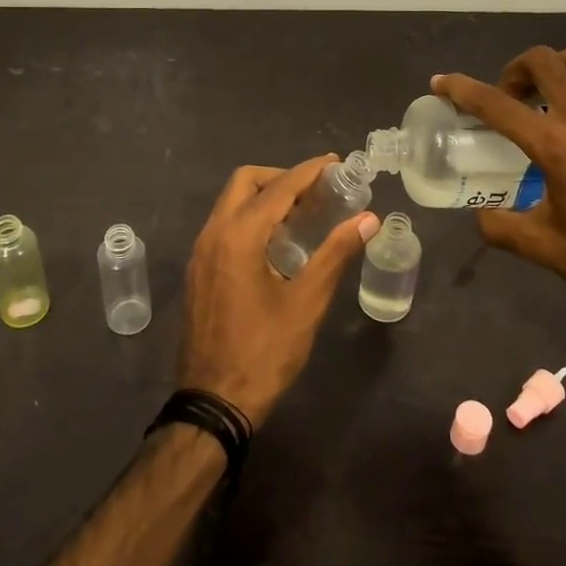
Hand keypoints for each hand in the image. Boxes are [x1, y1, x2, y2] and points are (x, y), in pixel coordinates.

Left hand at [177, 156, 376, 424]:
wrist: (213, 401)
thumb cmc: (264, 352)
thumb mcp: (307, 303)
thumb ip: (336, 254)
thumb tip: (368, 219)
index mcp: (238, 236)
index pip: (278, 187)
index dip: (310, 171)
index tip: (337, 164)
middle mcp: (213, 234)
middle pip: (245, 182)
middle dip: (281, 177)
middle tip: (317, 190)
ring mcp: (200, 252)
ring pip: (230, 203)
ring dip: (264, 197)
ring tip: (303, 213)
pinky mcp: (198, 270)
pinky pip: (224, 225)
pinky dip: (250, 218)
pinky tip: (276, 242)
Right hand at [434, 47, 565, 328]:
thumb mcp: (546, 249)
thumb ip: (501, 227)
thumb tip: (481, 215)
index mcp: (555, 146)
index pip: (495, 104)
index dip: (461, 89)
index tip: (442, 81)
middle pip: (542, 61)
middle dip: (515, 71)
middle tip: (511, 98)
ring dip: (557, 69)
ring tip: (554, 97)